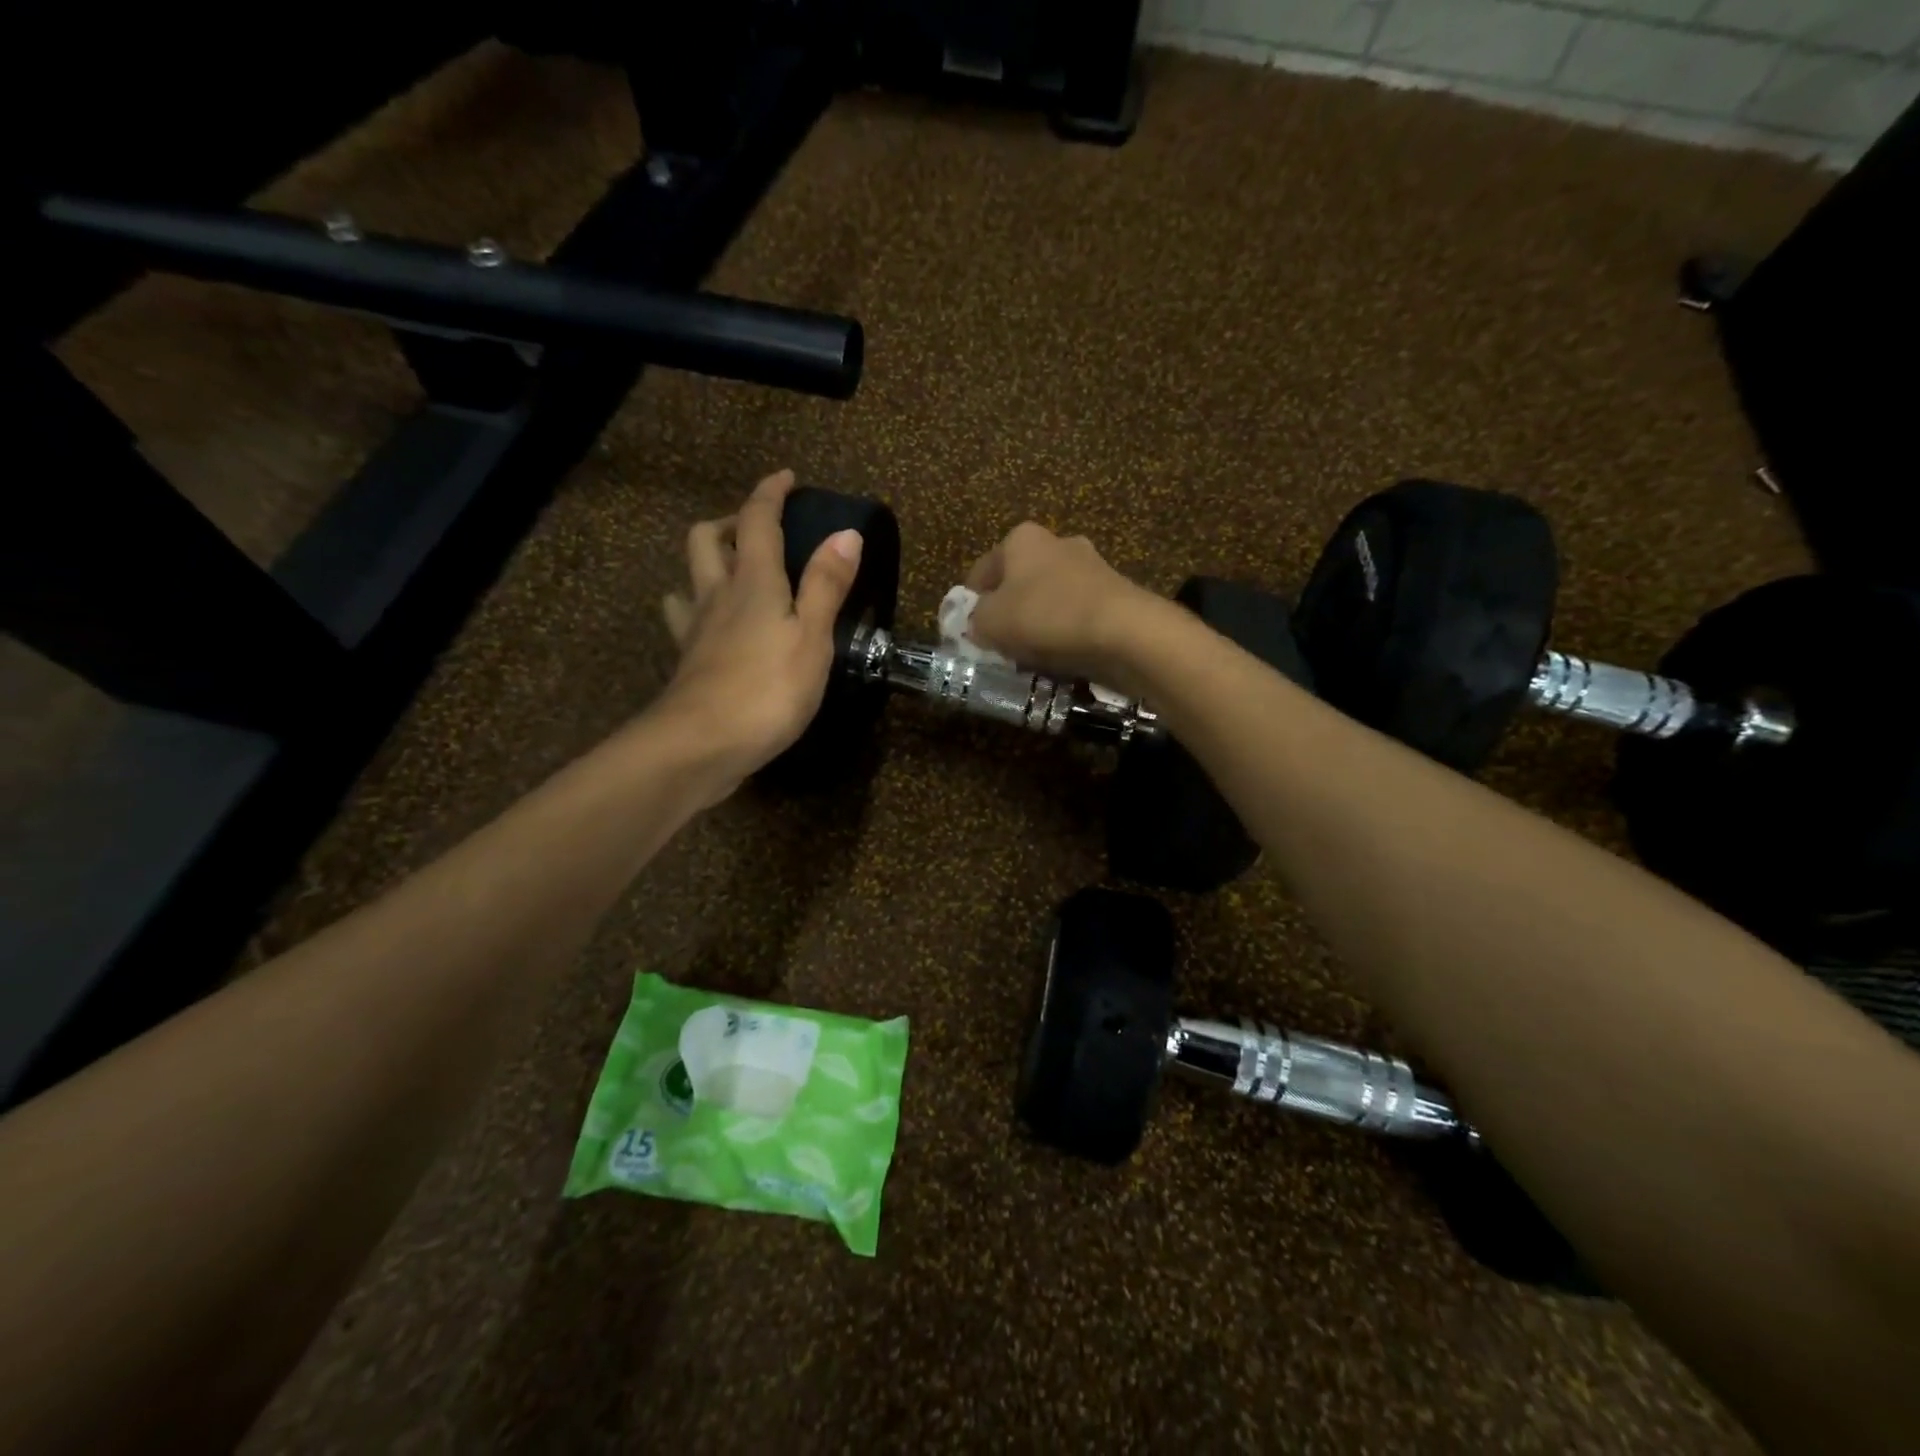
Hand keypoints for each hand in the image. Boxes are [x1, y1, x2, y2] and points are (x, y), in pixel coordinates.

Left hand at [655, 469, 861, 796]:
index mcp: (753, 582)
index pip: (757, 521)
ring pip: (689, 578)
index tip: (785, 478)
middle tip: (756, 529)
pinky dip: (699, 610)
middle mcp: (717, 596)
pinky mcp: (688, 663)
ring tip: (734, 574)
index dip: (770, 494)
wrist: (701, 745)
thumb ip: (826, 585)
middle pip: (707, 539)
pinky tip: (714, 627)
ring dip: (708, 563)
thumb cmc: (768, 689)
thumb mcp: (812, 637)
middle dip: (730, 522)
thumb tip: (846, 532)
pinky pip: (686, 621)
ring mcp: (696, 630)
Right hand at [966, 522, 1161, 690]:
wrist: (1122, 631)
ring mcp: (1091, 566)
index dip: (970, 603)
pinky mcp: (1115, 593)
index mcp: (1021, 539)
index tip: (969, 632)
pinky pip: (1076, 615)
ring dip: (1038, 623)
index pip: (982, 570)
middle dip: (1008, 612)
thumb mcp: (990, 622)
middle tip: (999, 645)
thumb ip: (975, 620)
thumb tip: (978, 624)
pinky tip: (1062, 656)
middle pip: (1018, 582)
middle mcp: (1057, 543)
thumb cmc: (1045, 616)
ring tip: (1031, 656)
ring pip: (1049, 599)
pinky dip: (1066, 632)